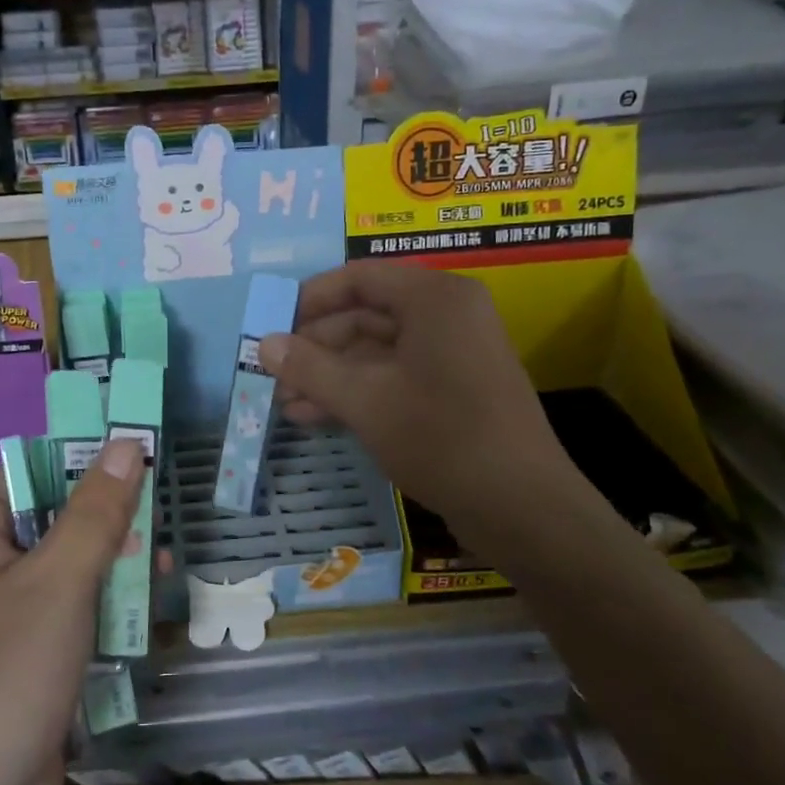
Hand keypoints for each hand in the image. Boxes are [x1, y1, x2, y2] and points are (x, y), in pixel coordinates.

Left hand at [0, 439, 145, 784]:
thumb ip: (96, 511)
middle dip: (107, 517)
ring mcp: (0, 612)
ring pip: (64, 564)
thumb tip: (127, 443)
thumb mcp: (61, 581)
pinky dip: (101, 602)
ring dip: (111, 562)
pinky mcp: (22, 651)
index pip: (29, 471)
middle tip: (160, 513)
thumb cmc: (9, 673)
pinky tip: (142, 607)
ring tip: (161, 563)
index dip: (81, 459)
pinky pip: (66, 606)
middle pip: (50, 517)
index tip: (137, 458)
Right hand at [258, 262, 584, 533]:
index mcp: (434, 298)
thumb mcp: (364, 399)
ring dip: (329, 375)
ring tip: (283, 402)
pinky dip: (356, 392)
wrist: (521, 507)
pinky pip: (393, 377)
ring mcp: (451, 354)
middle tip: (271, 372)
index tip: (270, 324)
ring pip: (375, 352)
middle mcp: (446, 315)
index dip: (309, 298)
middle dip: (315, 347)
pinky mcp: (452, 390)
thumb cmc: (440, 436)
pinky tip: (314, 417)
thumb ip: (309, 367)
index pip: (358, 278)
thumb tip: (263, 344)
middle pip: (365, 315)